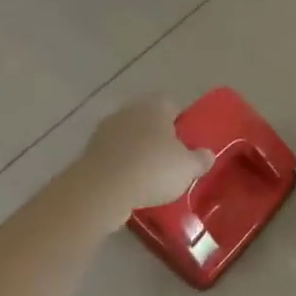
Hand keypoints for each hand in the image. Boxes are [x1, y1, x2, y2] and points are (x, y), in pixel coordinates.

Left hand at [74, 96, 213, 218]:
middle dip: (157, 137)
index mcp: (155, 105)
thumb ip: (201, 159)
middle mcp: (129, 110)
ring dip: (137, 153)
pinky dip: (120, 167)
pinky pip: (113, 156)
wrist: (101, 190)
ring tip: (148, 179)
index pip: (172, 104)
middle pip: (149, 120)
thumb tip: (207, 155)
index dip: (181, 122)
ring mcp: (105, 130)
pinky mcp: (88, 152)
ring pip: (129, 138)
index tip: (186, 143)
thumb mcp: (188, 168)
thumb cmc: (152, 169)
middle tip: (170, 161)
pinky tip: (129, 187)